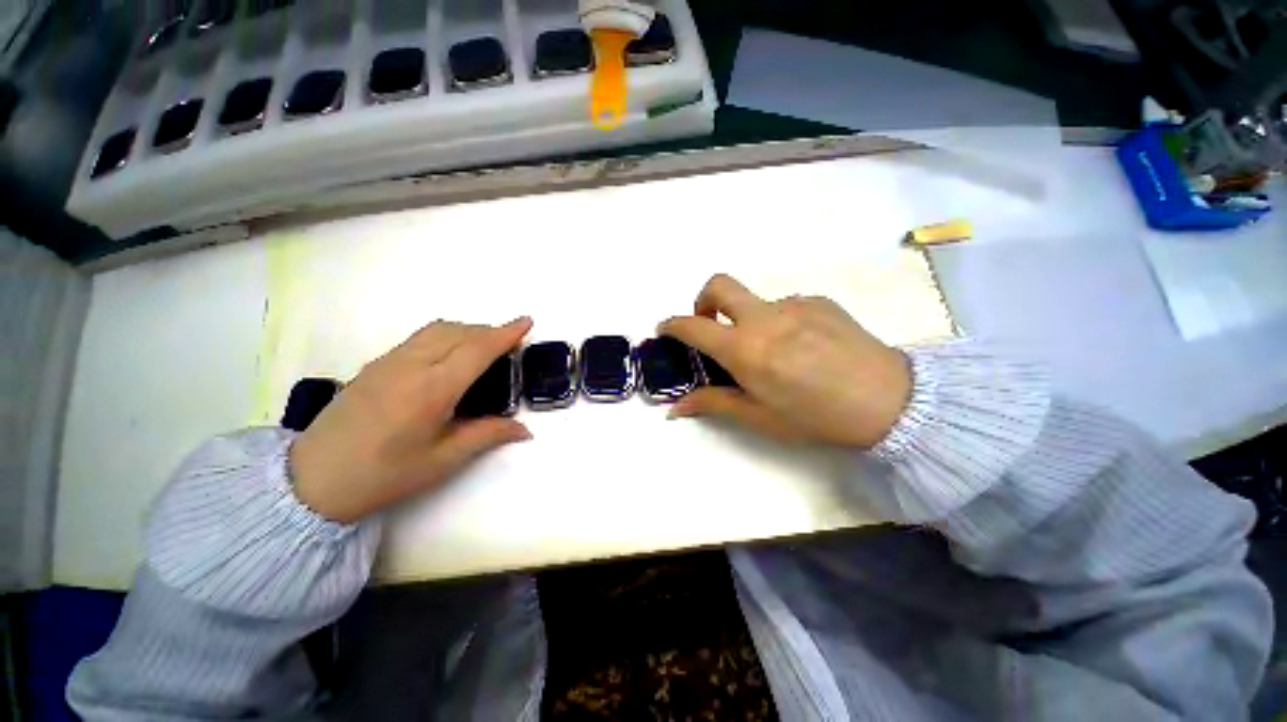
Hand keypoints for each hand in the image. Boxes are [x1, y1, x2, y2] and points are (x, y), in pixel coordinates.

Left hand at [289, 319, 532, 523]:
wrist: (313, 480)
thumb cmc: (384, 475)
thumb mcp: (443, 460)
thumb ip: (488, 435)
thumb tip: (525, 430)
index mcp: (432, 390)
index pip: (477, 349)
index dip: (505, 333)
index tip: (527, 321)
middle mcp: (411, 366)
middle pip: (459, 332)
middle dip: (490, 331)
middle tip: (511, 343)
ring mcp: (389, 362)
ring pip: (438, 330)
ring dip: (468, 330)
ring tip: (485, 346)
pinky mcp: (376, 365)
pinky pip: (420, 337)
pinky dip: (447, 335)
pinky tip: (450, 355)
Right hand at [660, 275, 911, 448]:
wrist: (891, 402)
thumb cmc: (816, 417)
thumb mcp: (759, 417)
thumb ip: (713, 404)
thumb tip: (674, 408)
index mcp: (745, 349)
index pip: (693, 326)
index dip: (672, 325)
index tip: (665, 329)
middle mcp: (764, 317)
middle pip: (719, 285)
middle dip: (702, 300)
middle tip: (710, 325)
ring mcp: (794, 304)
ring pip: (755, 302)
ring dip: (748, 321)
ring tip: (773, 353)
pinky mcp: (819, 301)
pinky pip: (785, 306)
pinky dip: (779, 322)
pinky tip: (803, 348)